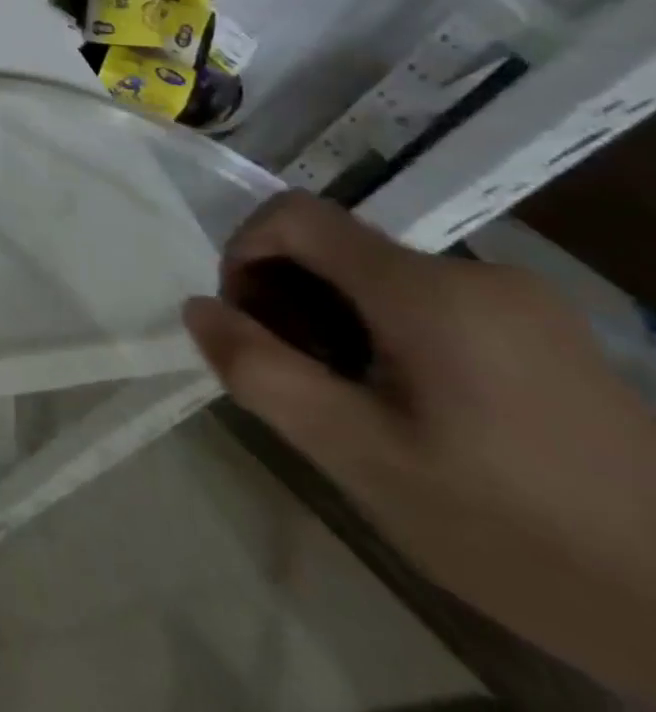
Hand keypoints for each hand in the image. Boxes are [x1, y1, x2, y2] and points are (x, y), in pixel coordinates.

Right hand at [184, 192, 655, 698]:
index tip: (246, 321)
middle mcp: (476, 274)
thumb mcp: (362, 460)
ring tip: (351, 400)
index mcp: (428, 290)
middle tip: (296, 376)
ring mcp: (522, 304)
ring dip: (334, 318)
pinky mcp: (548, 334)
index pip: (294, 214)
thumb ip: (263, 373)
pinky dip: (385, 333)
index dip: (243, 250)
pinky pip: (427, 303)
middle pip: (335, 246)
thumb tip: (199, 309)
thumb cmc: (517, 533)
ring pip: (378, 277)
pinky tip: (410, 407)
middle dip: (288, 296)